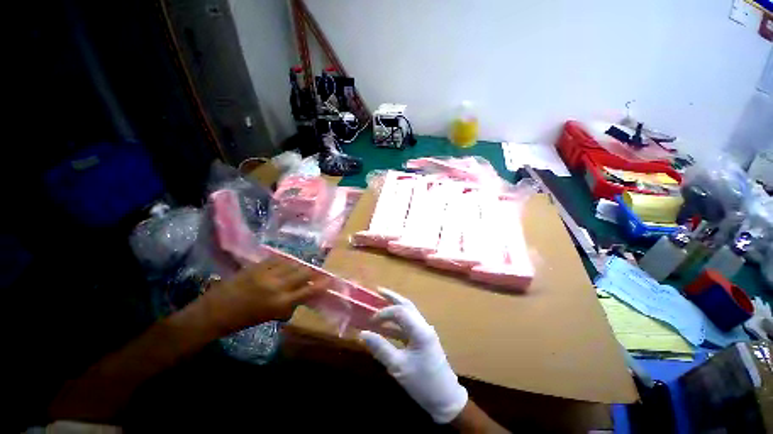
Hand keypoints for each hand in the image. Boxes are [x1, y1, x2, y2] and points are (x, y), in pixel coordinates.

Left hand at [203, 257, 328, 333]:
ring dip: (300, 266)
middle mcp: (277, 286)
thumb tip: (304, 293)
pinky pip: (278, 260)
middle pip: (304, 273)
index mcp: (280, 303)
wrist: (215, 311)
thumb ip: (290, 303)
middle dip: (313, 272)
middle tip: (317, 272)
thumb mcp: (270, 316)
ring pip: (292, 264)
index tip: (330, 280)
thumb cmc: (244, 320)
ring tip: (301, 268)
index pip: (309, 291)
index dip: (322, 284)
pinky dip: (286, 262)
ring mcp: (267, 274)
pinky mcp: (257, 266)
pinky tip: (286, 263)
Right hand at [359, 289, 467, 423]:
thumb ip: (380, 348)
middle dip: (392, 297)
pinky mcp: (424, 338)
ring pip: (409, 312)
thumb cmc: (423, 383)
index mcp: (420, 330)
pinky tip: (388, 325)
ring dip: (395, 307)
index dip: (384, 313)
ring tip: (382, 302)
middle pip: (407, 305)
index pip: (400, 311)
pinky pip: (409, 324)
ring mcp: (425, 331)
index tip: (371, 321)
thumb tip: (363, 333)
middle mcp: (424, 325)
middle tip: (378, 290)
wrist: (446, 399)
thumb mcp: (398, 367)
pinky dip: (398, 321)